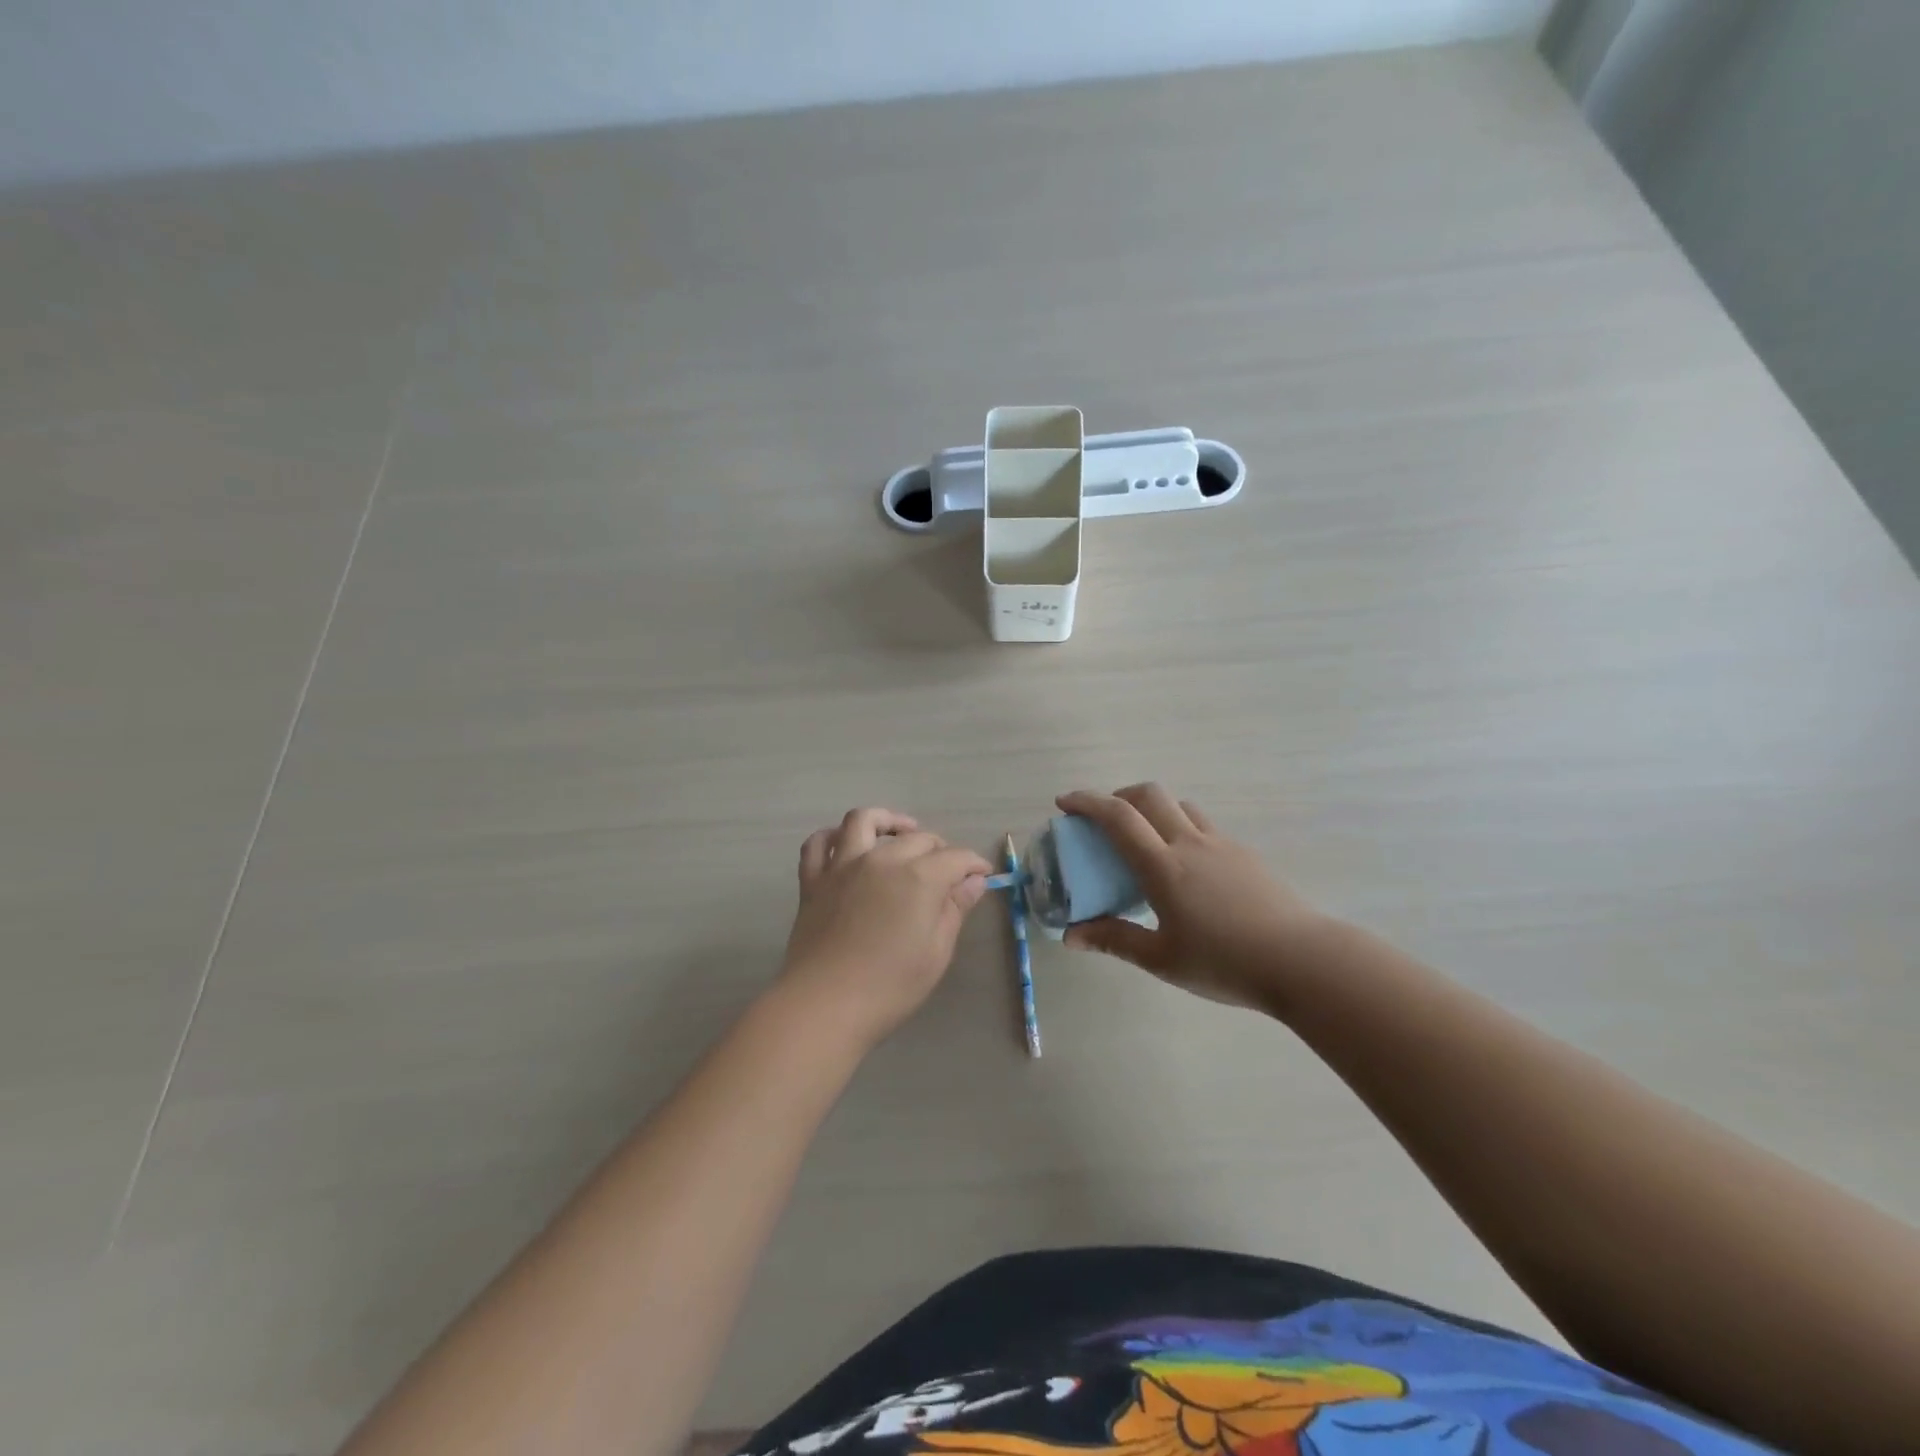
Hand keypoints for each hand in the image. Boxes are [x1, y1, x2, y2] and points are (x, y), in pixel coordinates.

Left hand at [779, 808, 993, 1048]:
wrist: (824, 1004)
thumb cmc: (890, 986)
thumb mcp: (936, 952)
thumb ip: (955, 909)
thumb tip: (974, 880)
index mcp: (919, 877)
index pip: (955, 857)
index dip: (973, 864)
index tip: (982, 875)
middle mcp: (882, 859)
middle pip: (916, 838)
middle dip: (939, 848)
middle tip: (947, 869)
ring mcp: (843, 866)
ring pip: (864, 821)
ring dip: (887, 821)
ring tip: (899, 832)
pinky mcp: (814, 880)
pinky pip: (819, 844)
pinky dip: (833, 836)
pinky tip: (845, 843)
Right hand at [1055, 784, 1333, 1009]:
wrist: (1303, 961)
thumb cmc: (1225, 962)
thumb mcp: (1161, 959)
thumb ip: (1114, 940)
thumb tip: (1070, 936)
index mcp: (1164, 866)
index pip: (1119, 817)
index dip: (1087, 802)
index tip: (1064, 803)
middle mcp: (1190, 843)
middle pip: (1150, 795)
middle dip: (1118, 796)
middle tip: (1102, 818)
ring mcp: (1222, 845)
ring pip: (1180, 806)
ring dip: (1153, 808)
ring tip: (1143, 839)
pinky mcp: (1245, 854)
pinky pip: (1203, 826)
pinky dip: (1180, 827)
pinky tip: (1185, 867)